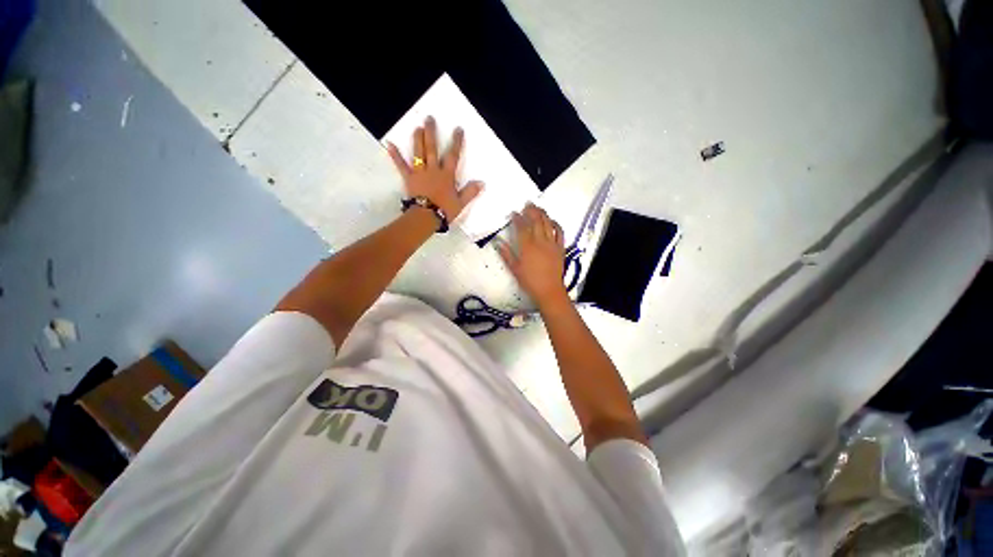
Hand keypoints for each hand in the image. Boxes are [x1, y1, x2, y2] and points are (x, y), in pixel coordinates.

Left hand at [387, 116, 482, 222]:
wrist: (426, 217)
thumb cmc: (444, 210)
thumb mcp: (461, 203)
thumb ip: (470, 192)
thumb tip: (482, 183)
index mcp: (447, 175)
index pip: (453, 155)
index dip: (456, 142)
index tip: (458, 129)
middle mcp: (433, 170)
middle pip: (432, 148)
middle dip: (431, 133)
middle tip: (429, 119)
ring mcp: (420, 173)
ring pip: (418, 153)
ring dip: (417, 139)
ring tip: (417, 128)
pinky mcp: (409, 178)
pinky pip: (401, 165)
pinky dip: (395, 155)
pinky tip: (389, 144)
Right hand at [498, 203, 569, 306]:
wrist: (549, 290)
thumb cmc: (529, 281)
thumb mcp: (514, 269)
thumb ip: (506, 254)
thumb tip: (498, 243)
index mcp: (527, 247)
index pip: (522, 227)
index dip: (517, 218)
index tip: (513, 213)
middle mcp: (540, 242)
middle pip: (536, 221)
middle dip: (531, 210)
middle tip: (527, 204)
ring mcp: (552, 244)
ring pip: (548, 224)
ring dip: (543, 214)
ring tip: (538, 208)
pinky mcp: (560, 248)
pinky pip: (560, 232)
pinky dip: (556, 224)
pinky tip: (552, 221)